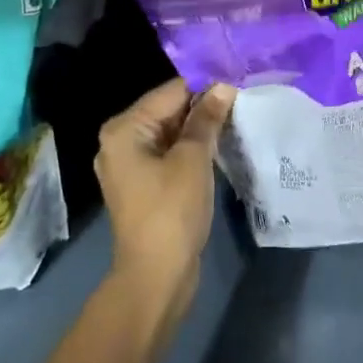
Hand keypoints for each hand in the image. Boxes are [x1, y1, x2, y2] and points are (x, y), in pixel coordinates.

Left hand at [95, 77, 235, 328]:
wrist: (156, 277)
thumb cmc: (171, 211)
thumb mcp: (193, 159)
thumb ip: (206, 119)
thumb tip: (223, 87)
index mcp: (124, 129)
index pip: (170, 92)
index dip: (205, 87)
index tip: (238, 84)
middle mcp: (120, 141)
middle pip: (168, 110)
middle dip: (203, 107)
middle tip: (242, 101)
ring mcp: (129, 166)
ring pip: (171, 133)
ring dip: (200, 129)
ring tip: (236, 120)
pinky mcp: (143, 185)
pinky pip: (169, 154)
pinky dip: (191, 149)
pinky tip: (219, 147)